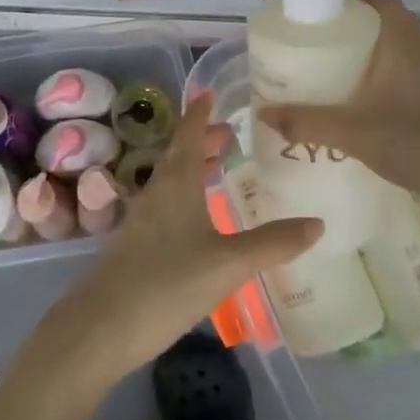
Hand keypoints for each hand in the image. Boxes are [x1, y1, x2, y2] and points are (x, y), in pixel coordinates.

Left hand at [61, 94, 322, 381]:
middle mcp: (156, 193)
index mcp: (176, 184)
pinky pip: (166, 206)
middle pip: (179, 156)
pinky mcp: (135, 247)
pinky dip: (186, 197)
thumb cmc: (167, 283)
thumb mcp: (229, 263)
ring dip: (194, 169)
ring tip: (218, 167)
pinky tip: (198, 220)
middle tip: (229, 134)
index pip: (189, 135)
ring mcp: (142, 221)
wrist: (101, 328)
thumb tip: (318, 223)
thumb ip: (273, 243)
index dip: (200, 113)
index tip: (208, 92)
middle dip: (202, 141)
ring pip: (171, 181)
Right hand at [257, 0, 419, 227]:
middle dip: (339, 34)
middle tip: (303, 48)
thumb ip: (309, 122)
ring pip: (383, 54)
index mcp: (401, 39)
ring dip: (353, 60)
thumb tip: (264, 114)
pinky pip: (390, 78)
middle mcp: (415, 48)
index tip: (308, 16)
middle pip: (374, 26)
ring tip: (315, 76)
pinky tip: (345, 108)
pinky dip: (367, 84)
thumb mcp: (357, 132)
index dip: (341, 2)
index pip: (373, 1)